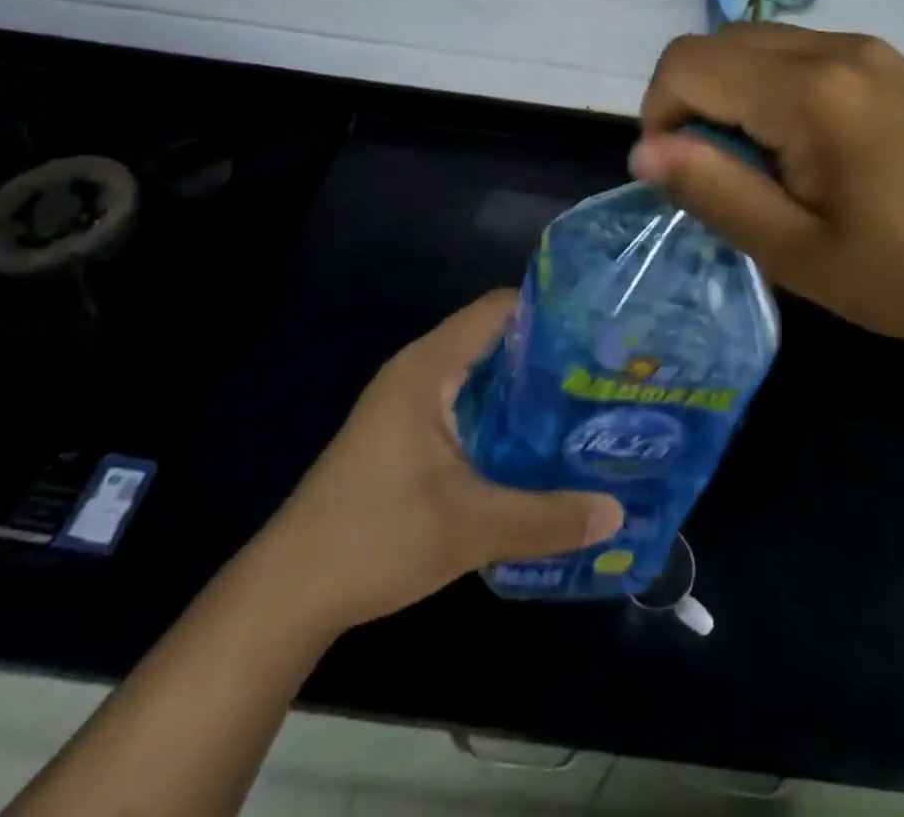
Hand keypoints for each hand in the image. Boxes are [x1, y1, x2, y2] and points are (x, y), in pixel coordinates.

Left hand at [253, 292, 623, 635]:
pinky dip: (500, 412)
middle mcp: (418, 372)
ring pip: (479, 374)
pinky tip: (535, 443)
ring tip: (582, 403)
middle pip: (493, 338)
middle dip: (546, 353)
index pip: (498, 309)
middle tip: (601, 372)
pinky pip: (464, 403)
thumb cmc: (376, 538)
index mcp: (429, 367)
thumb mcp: (472, 528)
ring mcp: (407, 403)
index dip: (549, 310)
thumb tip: (617, 512)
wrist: (286, 594)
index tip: (598, 328)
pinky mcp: (403, 434)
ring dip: (524, 387)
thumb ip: (548, 517)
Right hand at [631, 25, 903, 368]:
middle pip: (718, 43)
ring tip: (764, 169)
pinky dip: (771, 90)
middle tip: (722, 178)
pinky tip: (808, 151)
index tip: (684, 179)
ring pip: (757, 45)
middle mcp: (833, 48)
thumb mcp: (802, 254)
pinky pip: (800, 55)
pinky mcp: (889, 64)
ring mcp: (868, 49)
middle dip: (692, 103)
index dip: (659, 117)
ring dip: (732, 96)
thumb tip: (643, 151)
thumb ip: (716, 193)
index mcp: (808, 91)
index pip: (687, 64)